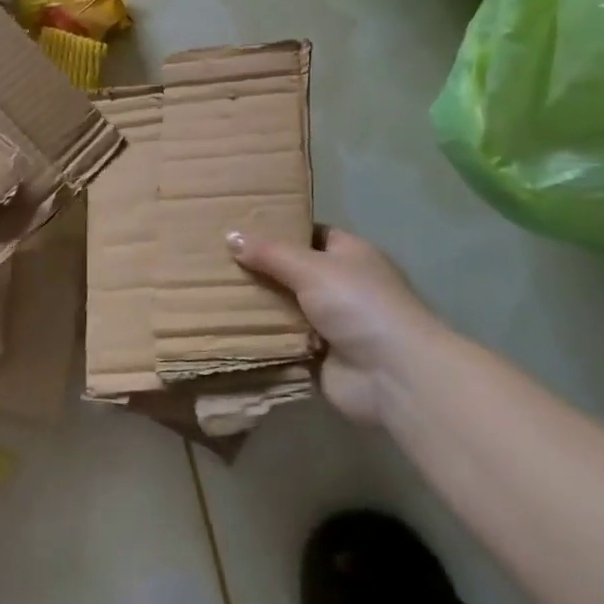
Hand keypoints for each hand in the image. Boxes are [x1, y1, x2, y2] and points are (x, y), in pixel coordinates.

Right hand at [229, 226, 457, 426]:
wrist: (393, 375)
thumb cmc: (359, 305)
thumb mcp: (311, 268)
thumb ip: (270, 253)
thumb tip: (231, 236)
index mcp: (350, 255)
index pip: (310, 234)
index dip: (279, 230)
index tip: (239, 228)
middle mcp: (342, 286)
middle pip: (293, 272)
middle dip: (260, 270)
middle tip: (214, 261)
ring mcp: (331, 324)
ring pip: (284, 308)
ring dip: (257, 306)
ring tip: (210, 293)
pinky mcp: (319, 357)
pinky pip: (282, 342)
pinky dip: (261, 339)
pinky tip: (224, 329)